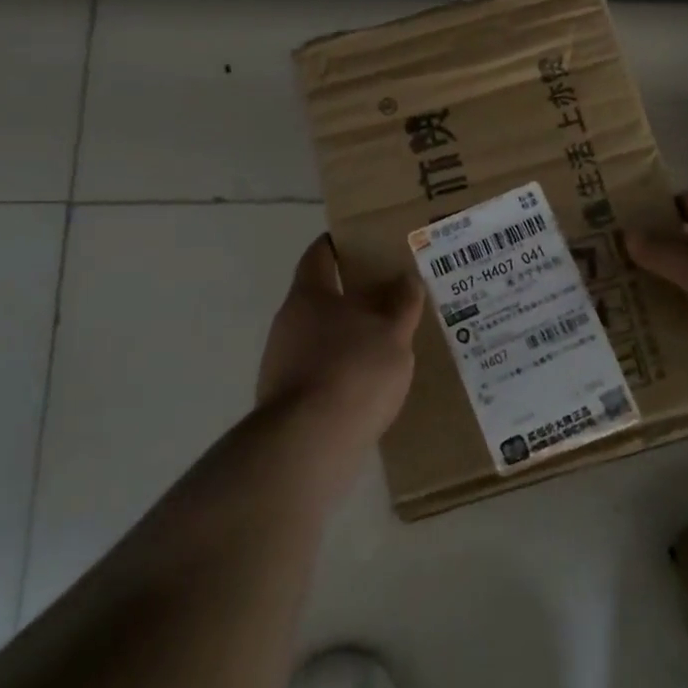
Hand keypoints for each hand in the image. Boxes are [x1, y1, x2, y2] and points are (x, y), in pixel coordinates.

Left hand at [257, 236, 422, 474]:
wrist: (308, 445)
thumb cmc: (353, 372)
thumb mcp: (393, 334)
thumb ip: (402, 304)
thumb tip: (406, 278)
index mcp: (310, 295)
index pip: (319, 255)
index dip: (337, 245)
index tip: (360, 242)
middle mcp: (288, 322)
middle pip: (320, 297)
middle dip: (351, 295)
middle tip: (389, 295)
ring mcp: (281, 363)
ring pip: (319, 336)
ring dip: (347, 336)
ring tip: (385, 342)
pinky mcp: (286, 400)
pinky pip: (318, 371)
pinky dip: (340, 370)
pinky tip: (367, 383)